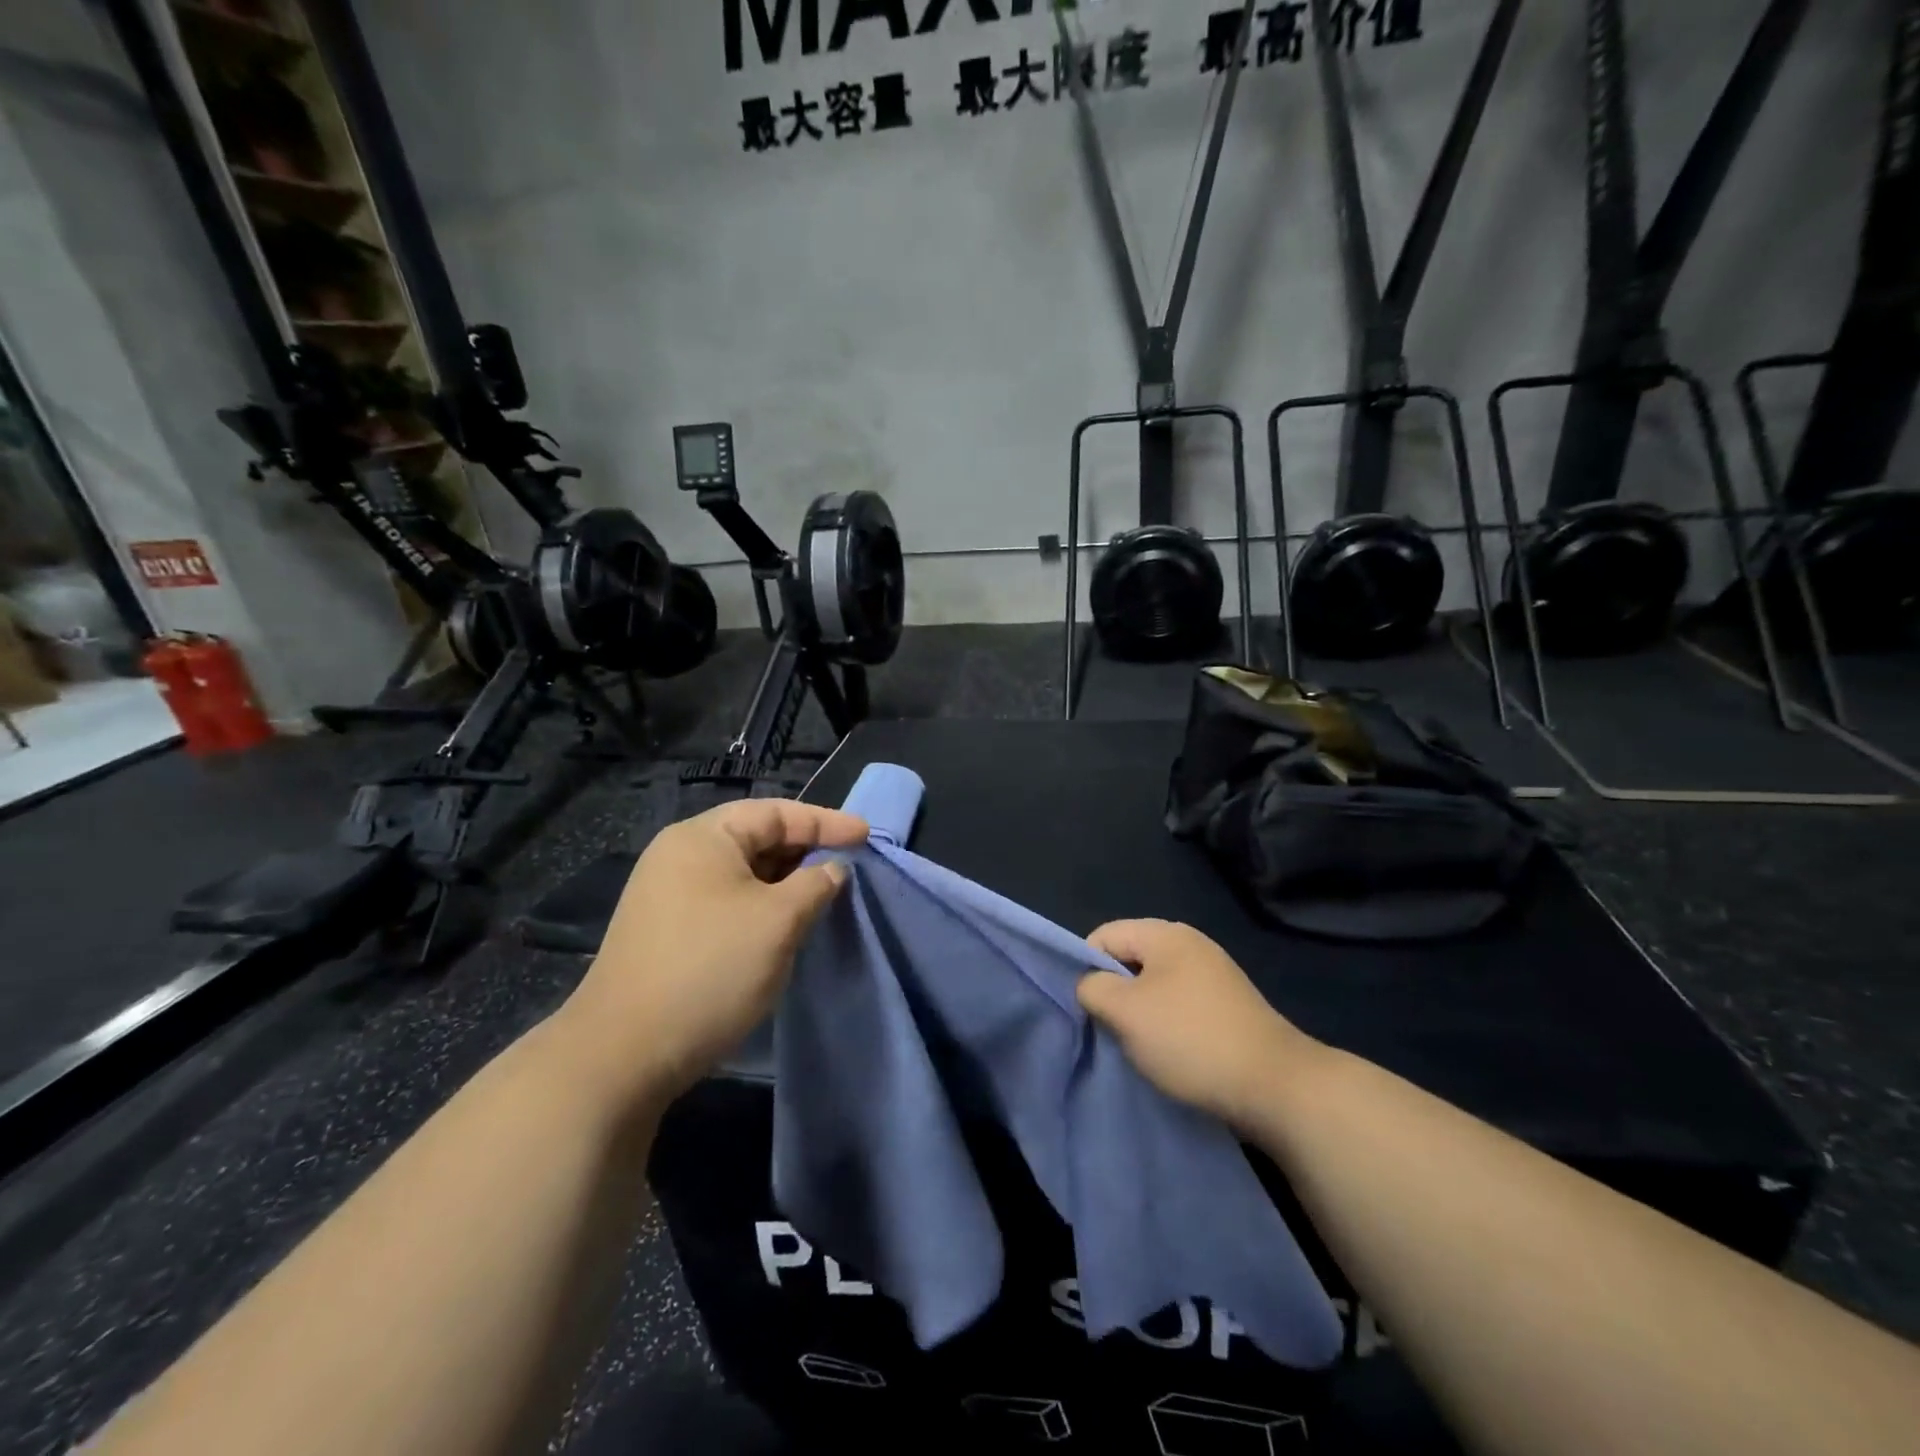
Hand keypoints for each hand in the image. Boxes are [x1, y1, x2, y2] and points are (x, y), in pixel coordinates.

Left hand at [557, 799, 868, 1112]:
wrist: (623, 1055)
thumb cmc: (710, 970)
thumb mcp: (778, 921)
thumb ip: (815, 884)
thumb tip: (832, 870)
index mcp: (703, 837)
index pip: (776, 812)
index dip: (826, 822)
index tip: (867, 836)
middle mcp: (680, 856)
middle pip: (756, 838)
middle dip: (805, 851)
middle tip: (848, 866)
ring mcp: (668, 895)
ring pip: (743, 874)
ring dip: (785, 882)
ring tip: (824, 896)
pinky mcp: (667, 931)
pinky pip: (727, 900)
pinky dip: (762, 905)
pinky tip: (784, 926)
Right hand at [1079, 919, 1322, 1132]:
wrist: (1275, 1086)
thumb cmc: (1190, 1040)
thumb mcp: (1125, 1012)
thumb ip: (1093, 988)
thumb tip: (1090, 985)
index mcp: (1166, 934)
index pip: (1104, 935)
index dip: (1086, 968)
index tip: (1087, 1008)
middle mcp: (1191, 944)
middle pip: (1130, 958)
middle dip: (1114, 991)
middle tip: (1110, 1028)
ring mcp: (1214, 975)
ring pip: (1154, 984)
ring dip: (1139, 1012)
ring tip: (1139, 1045)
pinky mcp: (1228, 1005)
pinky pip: (1180, 1004)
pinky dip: (1167, 1024)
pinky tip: (1170, 1052)